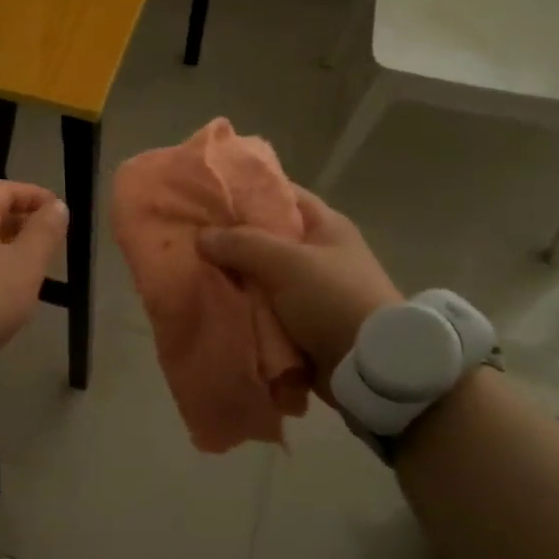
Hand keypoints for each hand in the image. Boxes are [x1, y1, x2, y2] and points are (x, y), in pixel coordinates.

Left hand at [0, 180, 67, 347]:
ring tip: (28, 268)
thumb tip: (56, 205)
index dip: (32, 195)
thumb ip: (44, 232)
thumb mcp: (27, 263)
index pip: (3, 190)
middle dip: (20, 222)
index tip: (56, 209)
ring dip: (4, 247)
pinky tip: (0, 290)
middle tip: (46, 241)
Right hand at [197, 186, 401, 393]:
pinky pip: (264, 307)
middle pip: (266, 237)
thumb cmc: (332, 299)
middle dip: (230, 240)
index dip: (246, 191)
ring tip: (192, 271)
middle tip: (190, 236)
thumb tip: (202, 236)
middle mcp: (319, 253)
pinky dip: (243, 307)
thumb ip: (242, 244)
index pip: (281, 194)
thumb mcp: (286, 263)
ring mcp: (311, 290)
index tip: (208, 195)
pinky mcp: (303, 322)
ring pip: (260, 275)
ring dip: (233, 278)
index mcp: (325, 226)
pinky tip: (212, 303)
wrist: (368, 367)